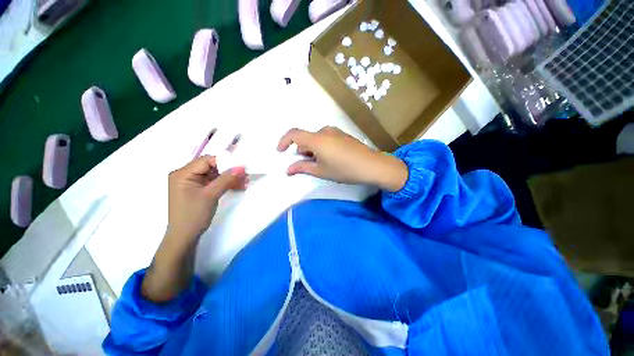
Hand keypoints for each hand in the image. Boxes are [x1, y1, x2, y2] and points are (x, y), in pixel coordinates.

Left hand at [167, 156, 246, 240]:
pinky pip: (213, 182)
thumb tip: (241, 167)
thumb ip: (226, 179)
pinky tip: (237, 187)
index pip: (206, 160)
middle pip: (211, 167)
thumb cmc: (194, 215)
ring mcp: (191, 183)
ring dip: (229, 178)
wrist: (184, 237)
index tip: (241, 167)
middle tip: (245, 176)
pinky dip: (224, 184)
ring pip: (214, 175)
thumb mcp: (211, 195)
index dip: (225, 162)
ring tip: (244, 183)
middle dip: (229, 171)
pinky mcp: (197, 190)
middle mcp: (185, 175)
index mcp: (182, 173)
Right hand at [277, 127, 407, 191]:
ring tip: (319, 164)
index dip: (284, 141)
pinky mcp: (343, 135)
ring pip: (316, 139)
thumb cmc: (343, 169)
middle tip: (305, 165)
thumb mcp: (321, 171)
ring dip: (312, 150)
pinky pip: (326, 139)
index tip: (280, 152)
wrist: (372, 165)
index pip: (294, 134)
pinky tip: (330, 159)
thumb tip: (288, 169)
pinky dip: (321, 147)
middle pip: (306, 138)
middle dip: (302, 151)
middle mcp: (324, 131)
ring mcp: (335, 132)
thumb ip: (302, 168)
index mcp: (316, 139)